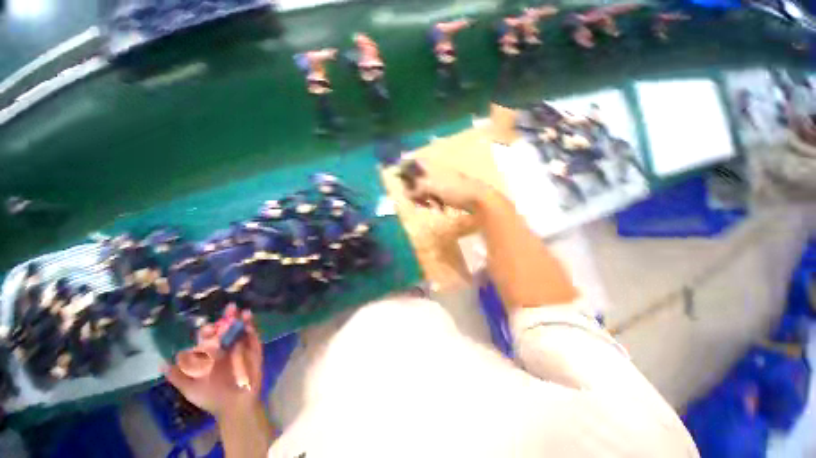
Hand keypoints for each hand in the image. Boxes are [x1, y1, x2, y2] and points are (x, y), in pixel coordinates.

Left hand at [164, 305, 263, 418]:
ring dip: (242, 320)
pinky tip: (250, 323)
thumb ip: (178, 376)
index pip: (207, 337)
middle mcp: (224, 348)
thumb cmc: (211, 397)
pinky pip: (253, 338)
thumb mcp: (190, 389)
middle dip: (227, 318)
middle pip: (225, 329)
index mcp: (209, 354)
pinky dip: (252, 330)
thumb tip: (161, 363)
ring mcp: (240, 348)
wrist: (235, 406)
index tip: (208, 327)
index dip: (207, 330)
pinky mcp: (254, 350)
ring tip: (242, 311)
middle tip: (230, 307)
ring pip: (241, 330)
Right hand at [401, 160, 486, 211]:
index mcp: (431, 166)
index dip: (406, 172)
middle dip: (415, 191)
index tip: (404, 184)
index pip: (413, 164)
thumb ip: (417, 188)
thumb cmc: (455, 189)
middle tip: (417, 200)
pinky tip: (438, 208)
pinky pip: (432, 197)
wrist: (477, 198)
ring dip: (423, 199)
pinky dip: (432, 203)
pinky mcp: (444, 193)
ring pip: (424, 190)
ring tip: (428, 206)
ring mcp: (440, 183)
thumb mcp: (433, 187)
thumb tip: (405, 194)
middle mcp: (434, 172)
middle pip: (416, 179)